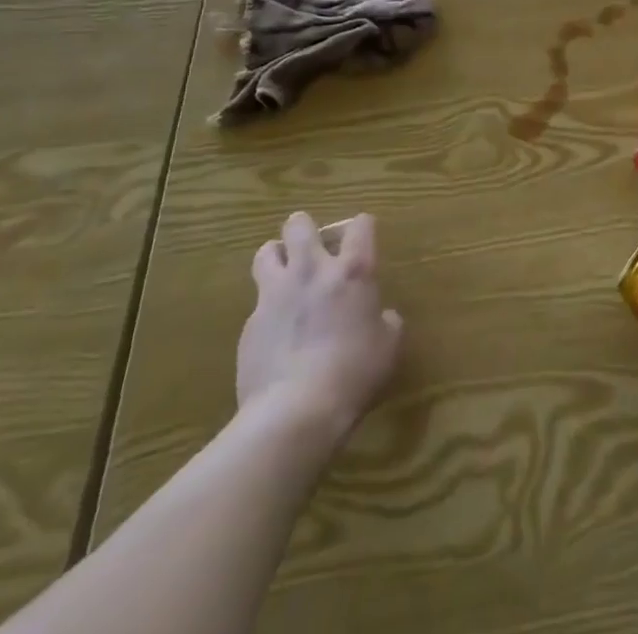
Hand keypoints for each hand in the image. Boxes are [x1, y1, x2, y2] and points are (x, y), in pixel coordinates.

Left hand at [238, 212, 402, 434]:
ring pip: (267, 251)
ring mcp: (275, 295)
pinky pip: (258, 302)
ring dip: (278, 257)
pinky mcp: (250, 324)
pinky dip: (268, 309)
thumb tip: (382, 317)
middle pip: (299, 224)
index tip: (364, 239)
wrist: (294, 412)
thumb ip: (386, 322)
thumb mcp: (387, 347)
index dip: (363, 227)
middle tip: (315, 248)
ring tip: (286, 275)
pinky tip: (276, 333)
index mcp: (352, 271)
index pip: (360, 225)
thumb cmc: (353, 374)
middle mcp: (312, 270)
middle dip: (306, 229)